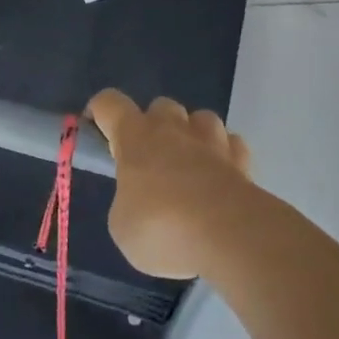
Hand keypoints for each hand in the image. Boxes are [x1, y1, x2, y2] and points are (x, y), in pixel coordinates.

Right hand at [87, 91, 255, 279]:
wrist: (229, 235)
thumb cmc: (163, 227)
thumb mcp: (123, 226)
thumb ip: (128, 203)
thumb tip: (139, 201)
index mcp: (135, 136)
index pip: (110, 103)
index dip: (100, 111)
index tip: (96, 128)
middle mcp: (173, 129)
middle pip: (161, 106)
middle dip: (154, 125)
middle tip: (150, 159)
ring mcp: (212, 140)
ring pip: (201, 119)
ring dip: (193, 135)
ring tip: (190, 166)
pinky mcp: (242, 160)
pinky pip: (231, 145)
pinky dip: (224, 156)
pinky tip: (220, 178)